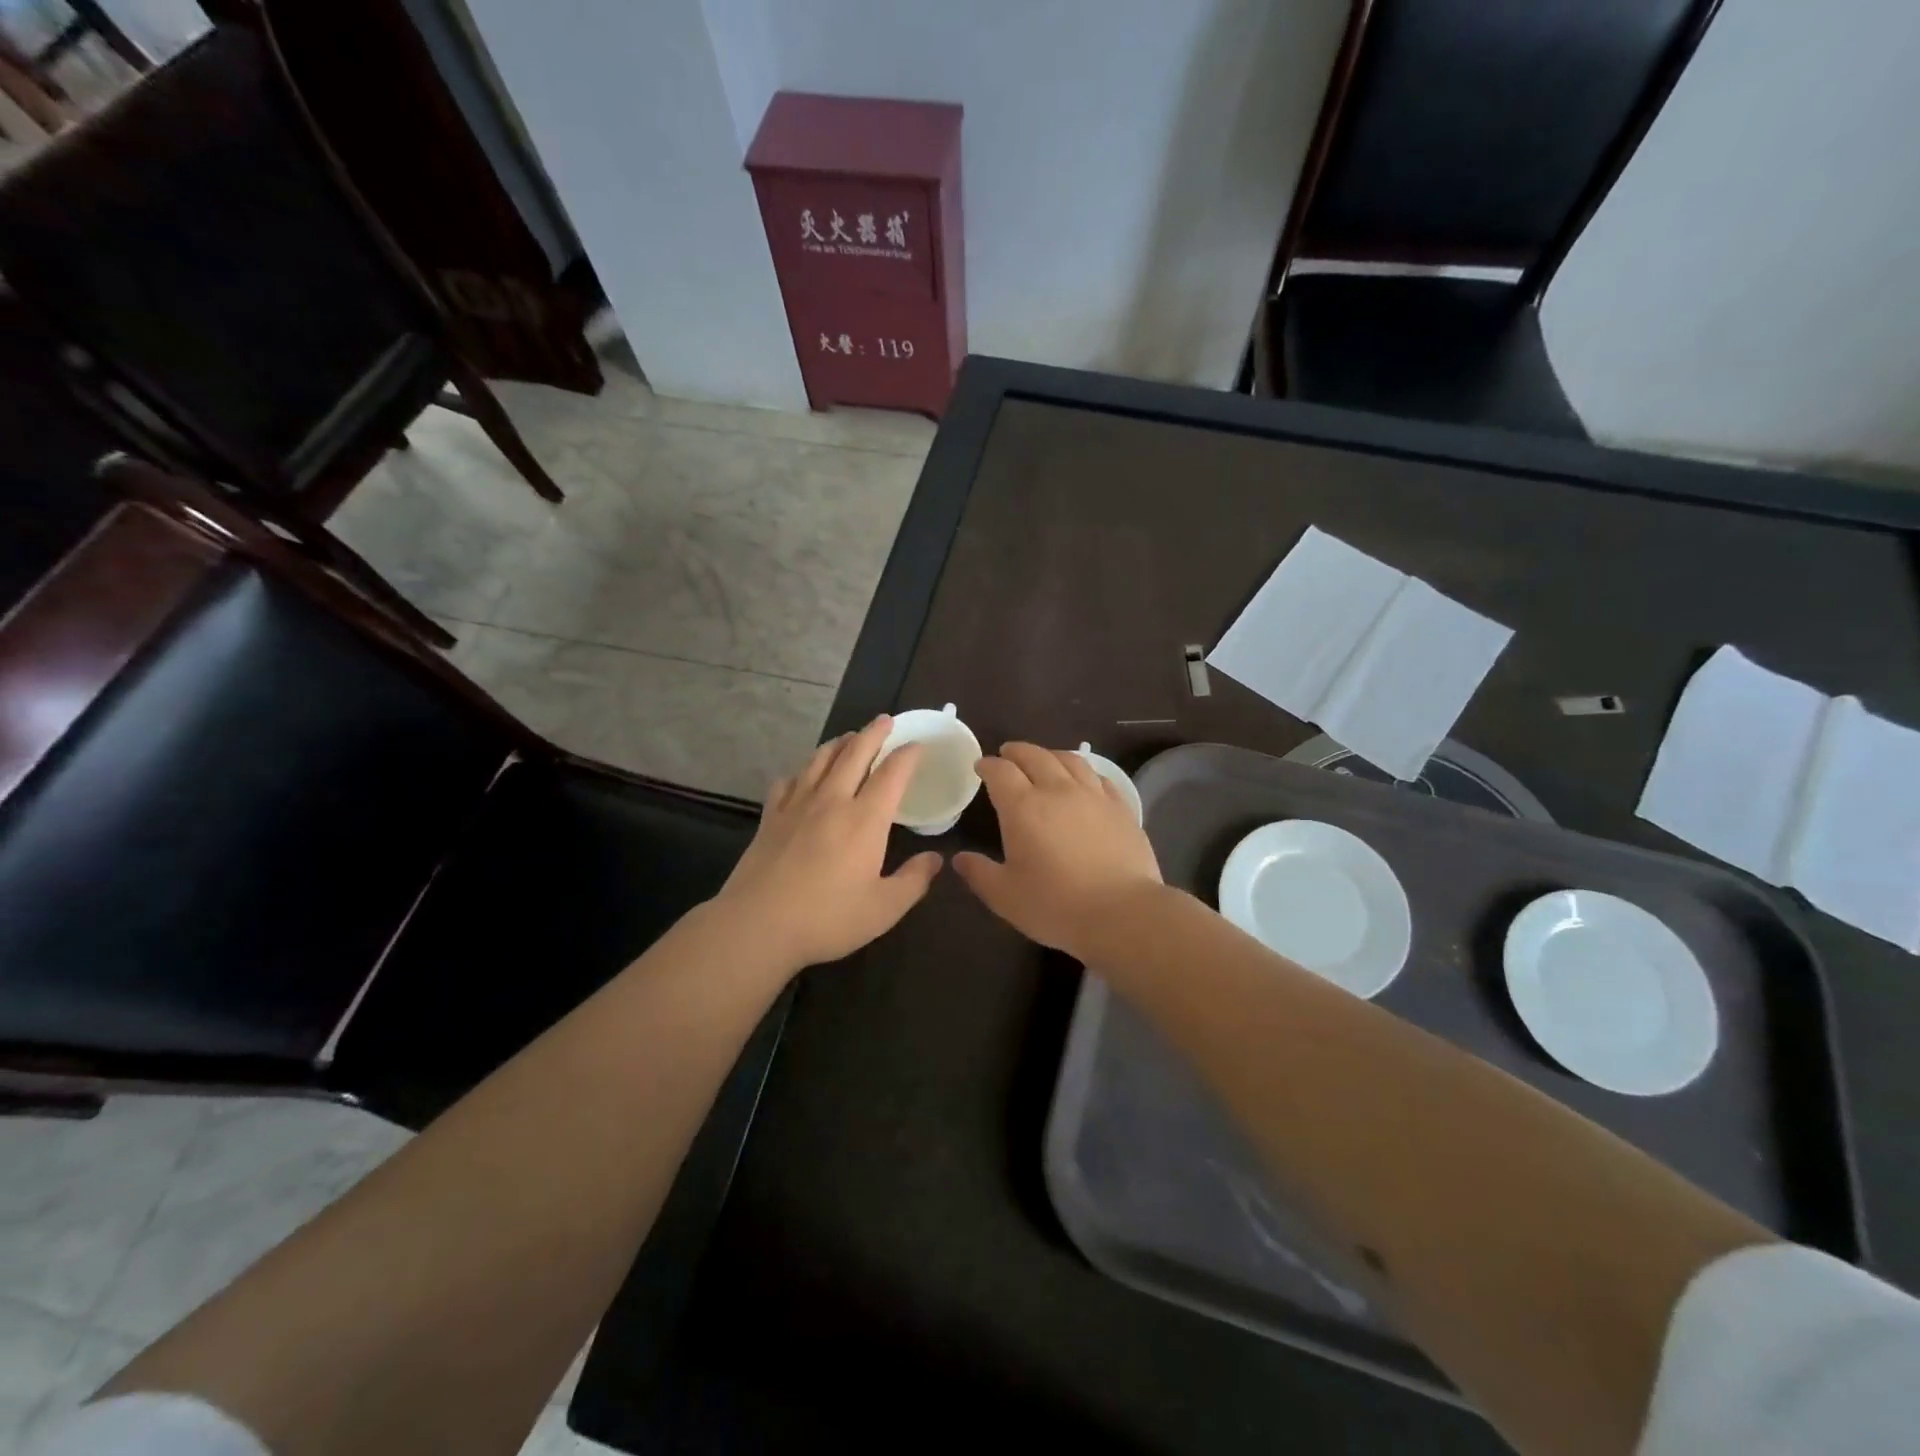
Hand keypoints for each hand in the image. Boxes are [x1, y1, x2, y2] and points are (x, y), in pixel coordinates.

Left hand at [713, 716, 942, 969]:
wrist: (758, 924)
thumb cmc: (828, 918)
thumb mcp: (884, 908)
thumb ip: (914, 880)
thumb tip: (936, 858)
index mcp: (865, 819)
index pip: (892, 774)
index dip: (907, 755)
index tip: (917, 744)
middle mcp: (833, 801)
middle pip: (854, 753)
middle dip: (873, 733)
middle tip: (884, 720)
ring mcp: (797, 805)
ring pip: (820, 760)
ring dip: (838, 743)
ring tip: (848, 737)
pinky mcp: (770, 817)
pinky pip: (787, 782)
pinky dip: (800, 772)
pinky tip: (801, 776)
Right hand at [953, 743, 1161, 958]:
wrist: (1122, 913)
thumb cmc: (1055, 906)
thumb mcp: (1005, 896)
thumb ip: (979, 873)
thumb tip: (959, 858)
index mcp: (1023, 807)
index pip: (1000, 772)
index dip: (988, 765)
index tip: (981, 767)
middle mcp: (1057, 791)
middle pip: (1035, 756)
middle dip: (1016, 752)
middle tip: (1007, 754)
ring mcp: (1093, 796)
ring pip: (1070, 760)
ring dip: (1050, 754)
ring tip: (1044, 759)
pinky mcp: (1121, 808)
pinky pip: (1099, 777)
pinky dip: (1083, 772)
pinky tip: (1083, 781)